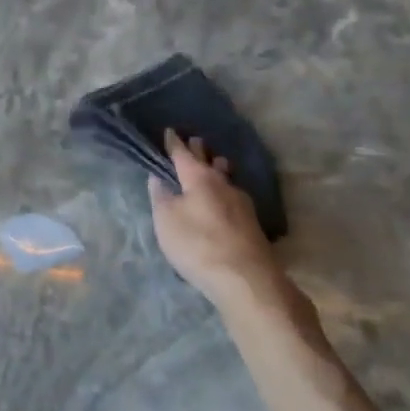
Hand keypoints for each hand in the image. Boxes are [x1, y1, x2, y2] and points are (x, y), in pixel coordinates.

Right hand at [147, 127, 285, 300]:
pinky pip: (232, 194)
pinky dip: (224, 188)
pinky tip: (224, 196)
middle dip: (199, 151)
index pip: (183, 154)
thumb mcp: (166, 221)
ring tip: (214, 162)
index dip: (174, 143)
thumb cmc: (197, 244)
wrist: (245, 279)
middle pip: (209, 161)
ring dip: (217, 168)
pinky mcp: (251, 222)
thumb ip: (161, 197)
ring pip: (226, 177)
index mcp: (199, 178)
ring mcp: (241, 202)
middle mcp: (223, 183)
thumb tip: (158, 177)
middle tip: (193, 140)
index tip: (170, 131)